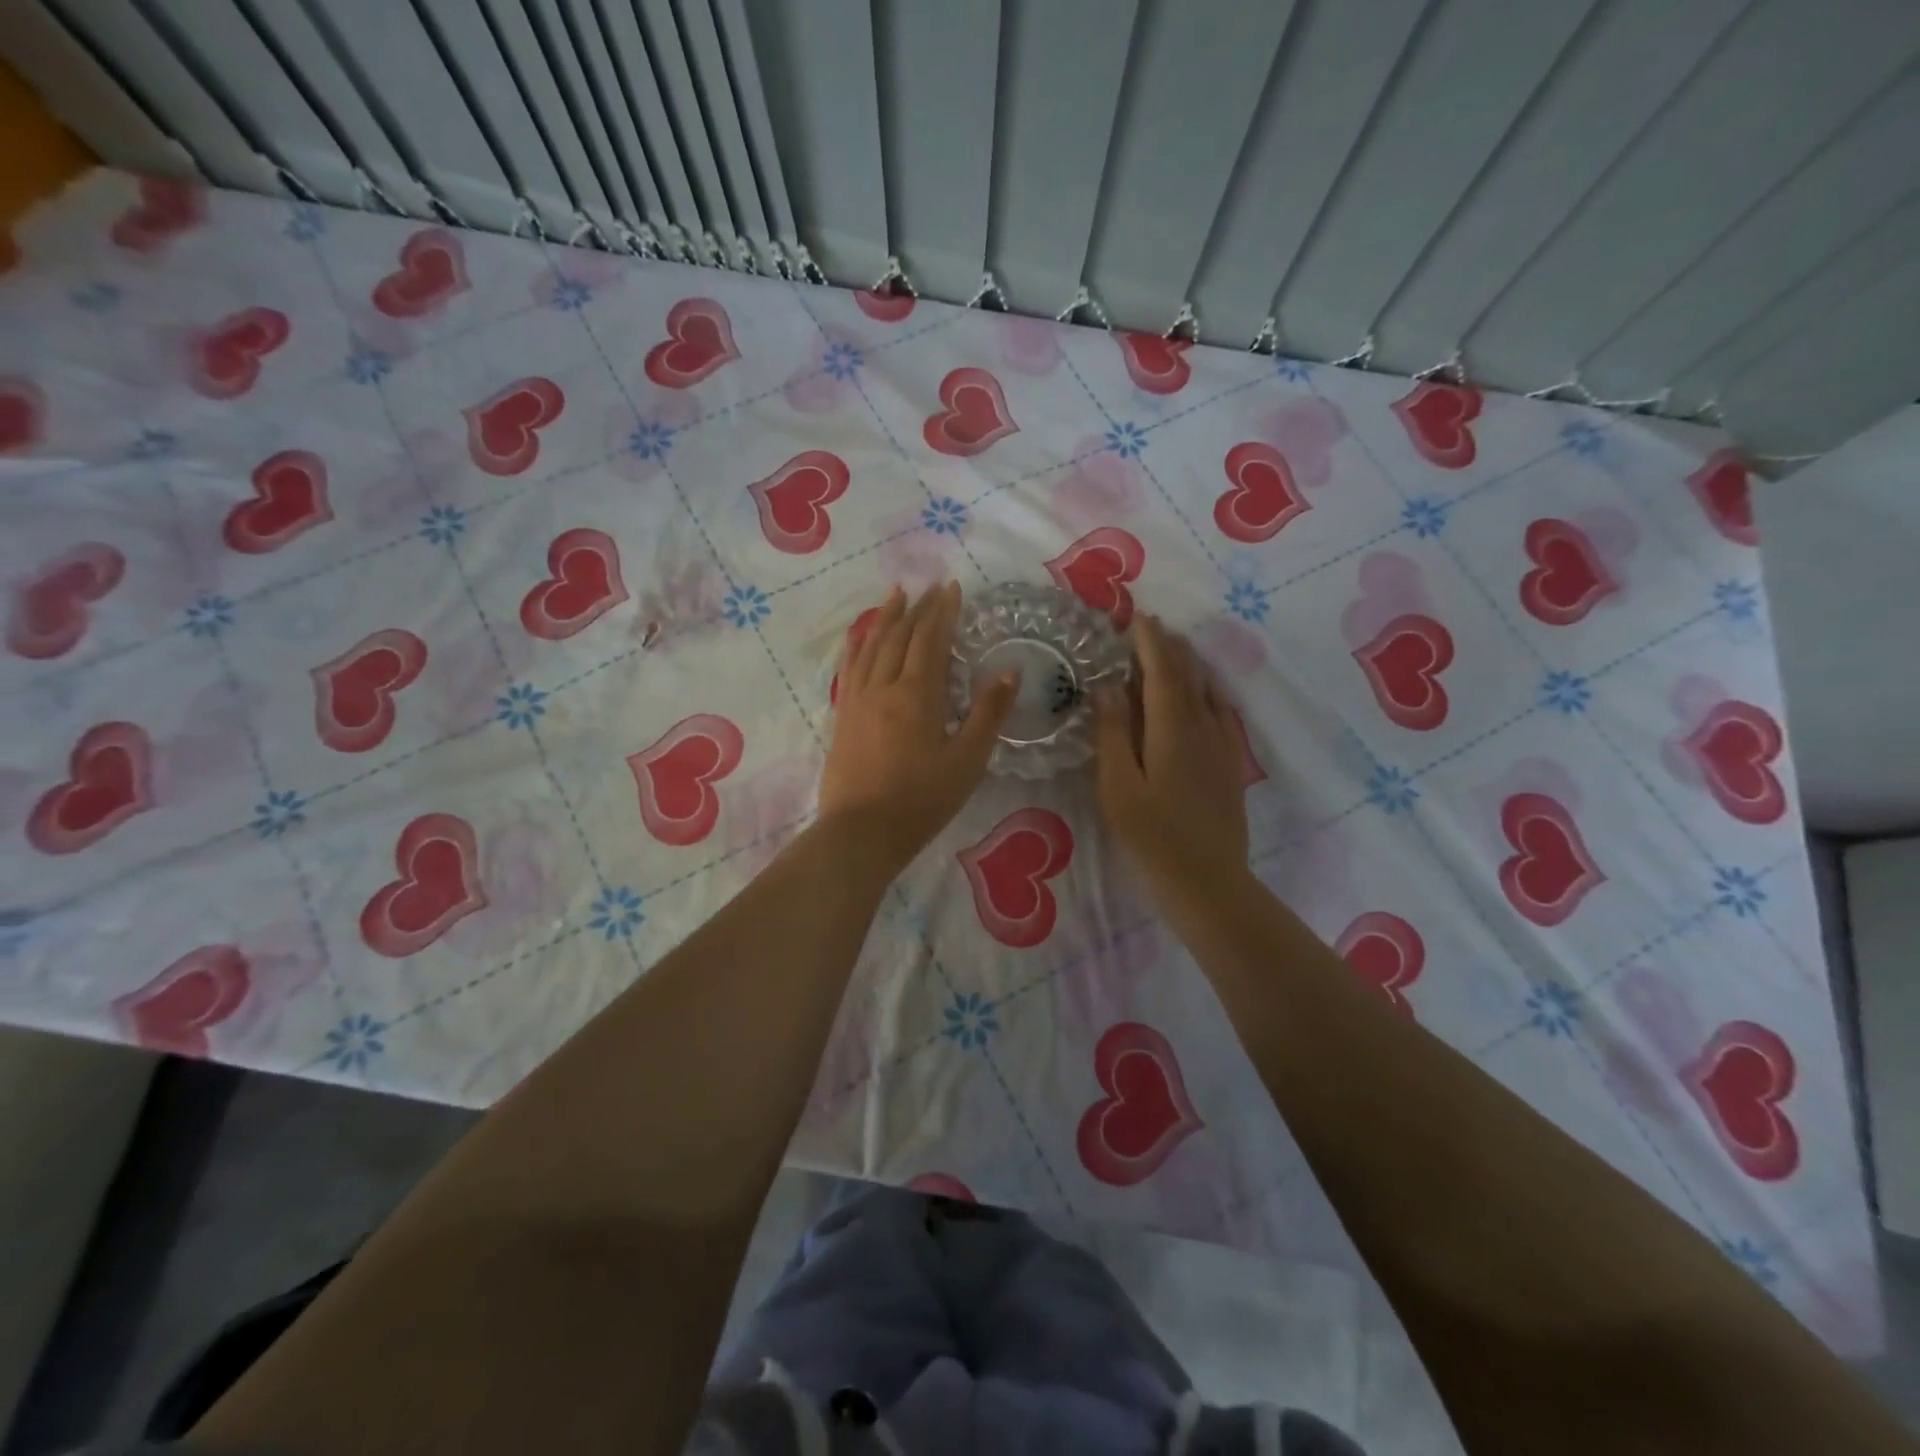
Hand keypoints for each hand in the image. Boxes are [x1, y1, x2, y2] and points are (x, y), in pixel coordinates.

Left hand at [819, 582, 1018, 878]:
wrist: (862, 832)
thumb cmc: (922, 800)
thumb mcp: (968, 760)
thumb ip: (989, 712)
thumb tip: (1010, 670)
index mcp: (918, 694)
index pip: (931, 639)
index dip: (943, 611)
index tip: (952, 587)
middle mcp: (884, 686)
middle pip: (900, 636)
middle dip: (918, 608)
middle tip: (930, 587)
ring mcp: (858, 699)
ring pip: (872, 646)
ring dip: (886, 617)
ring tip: (895, 594)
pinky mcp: (843, 716)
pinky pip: (850, 667)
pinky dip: (858, 644)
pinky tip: (861, 636)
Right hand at [1093, 614, 1250, 912]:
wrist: (1207, 883)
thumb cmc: (1151, 837)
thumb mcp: (1118, 786)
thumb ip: (1113, 733)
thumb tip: (1106, 686)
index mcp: (1171, 728)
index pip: (1161, 671)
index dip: (1149, 641)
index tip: (1136, 615)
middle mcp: (1201, 728)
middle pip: (1187, 675)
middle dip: (1169, 647)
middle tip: (1150, 625)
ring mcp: (1221, 748)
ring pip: (1206, 693)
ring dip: (1188, 666)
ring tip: (1173, 649)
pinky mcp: (1230, 767)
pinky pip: (1223, 716)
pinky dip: (1211, 694)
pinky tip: (1207, 695)